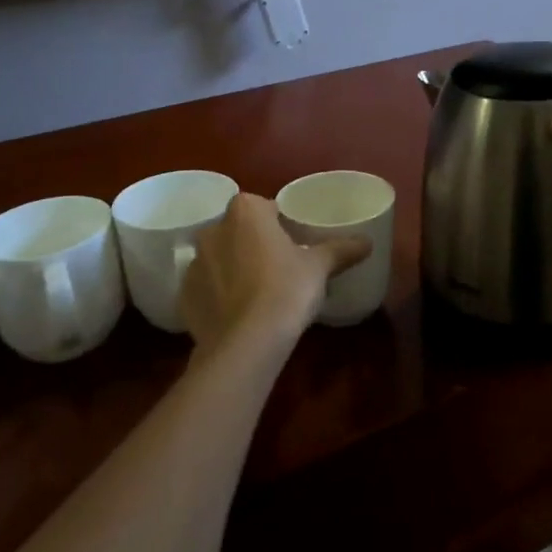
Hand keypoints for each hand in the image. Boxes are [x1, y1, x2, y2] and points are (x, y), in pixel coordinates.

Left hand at [180, 194, 371, 364]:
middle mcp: (212, 230)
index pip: (263, 207)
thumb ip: (342, 249)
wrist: (247, 343)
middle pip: (238, 230)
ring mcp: (193, 264)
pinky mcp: (183, 296)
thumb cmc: (286, 290)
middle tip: (279, 266)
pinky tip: (238, 314)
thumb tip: (367, 242)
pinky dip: (218, 295)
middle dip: (254, 243)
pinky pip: (205, 287)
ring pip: (219, 258)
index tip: (294, 241)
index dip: (280, 223)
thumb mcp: (319, 267)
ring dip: (234, 268)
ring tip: (258, 293)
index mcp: (245, 212)